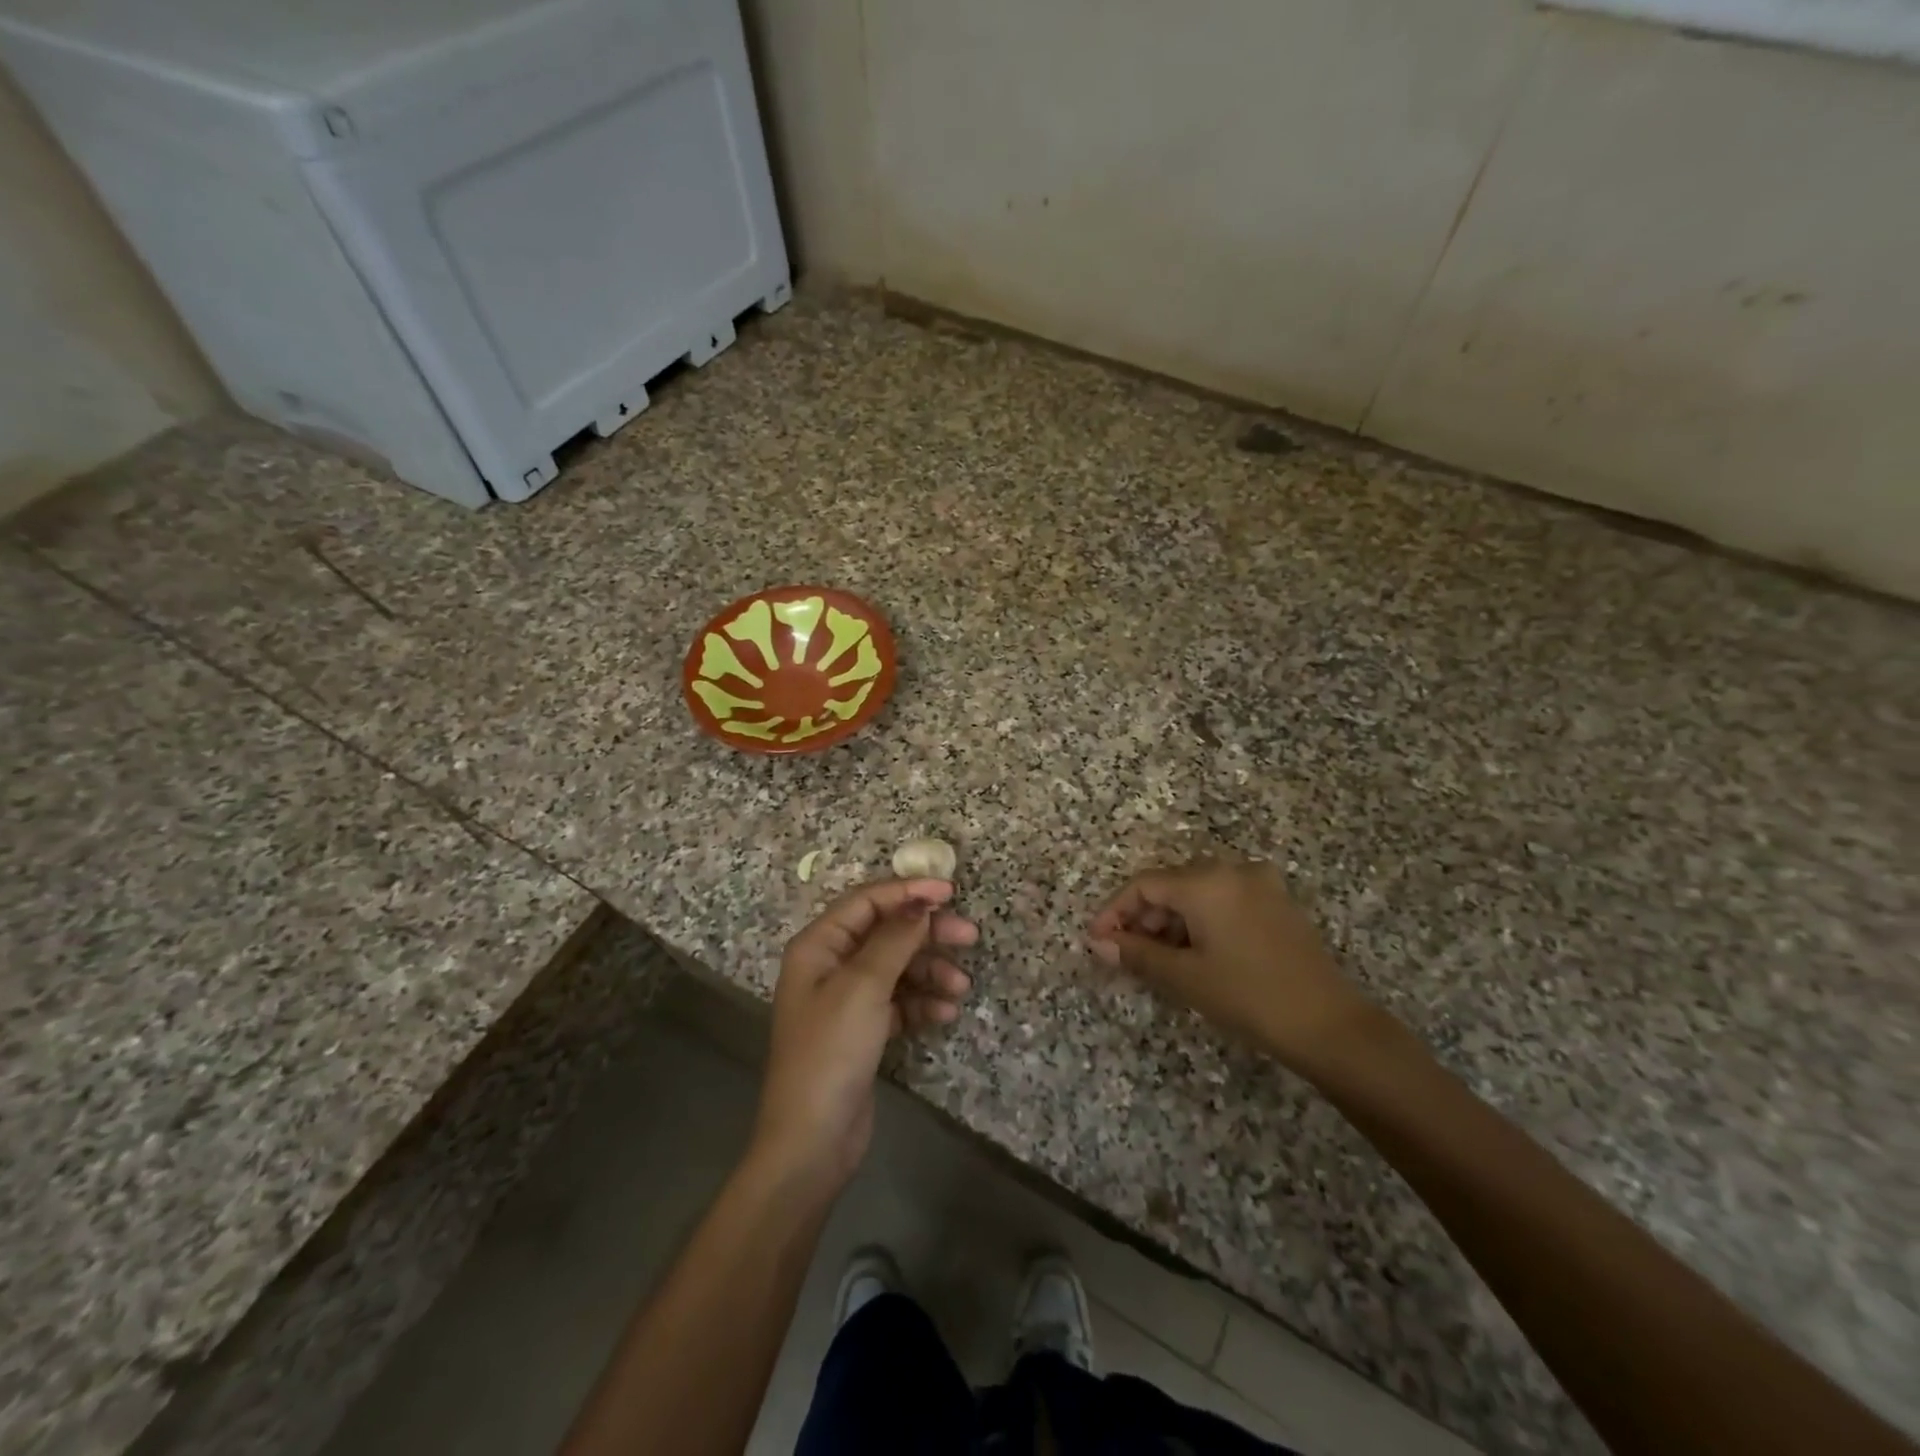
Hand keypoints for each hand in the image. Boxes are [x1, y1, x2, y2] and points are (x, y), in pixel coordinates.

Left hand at [750, 877, 976, 1191]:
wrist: (812, 1141)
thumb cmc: (831, 1052)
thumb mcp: (863, 988)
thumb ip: (894, 939)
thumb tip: (921, 903)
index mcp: (818, 945)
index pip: (866, 902)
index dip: (908, 891)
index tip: (950, 892)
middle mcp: (830, 965)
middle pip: (885, 933)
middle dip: (926, 933)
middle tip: (970, 936)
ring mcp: (846, 1000)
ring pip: (897, 968)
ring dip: (930, 972)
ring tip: (960, 987)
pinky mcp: (863, 1030)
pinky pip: (898, 1001)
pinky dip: (922, 1003)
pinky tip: (945, 1015)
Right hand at [1089, 859, 1375, 1071]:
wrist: (1330, 1026)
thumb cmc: (1249, 997)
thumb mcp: (1185, 977)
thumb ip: (1137, 953)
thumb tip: (1098, 942)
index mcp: (1207, 881)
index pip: (1144, 885)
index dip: (1114, 911)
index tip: (1097, 940)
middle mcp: (1233, 870)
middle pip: (1171, 884)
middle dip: (1143, 917)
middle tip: (1126, 953)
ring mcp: (1260, 884)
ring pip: (1198, 892)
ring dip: (1171, 920)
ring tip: (1158, 958)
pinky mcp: (1277, 902)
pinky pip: (1224, 899)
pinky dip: (1201, 920)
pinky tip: (1195, 952)